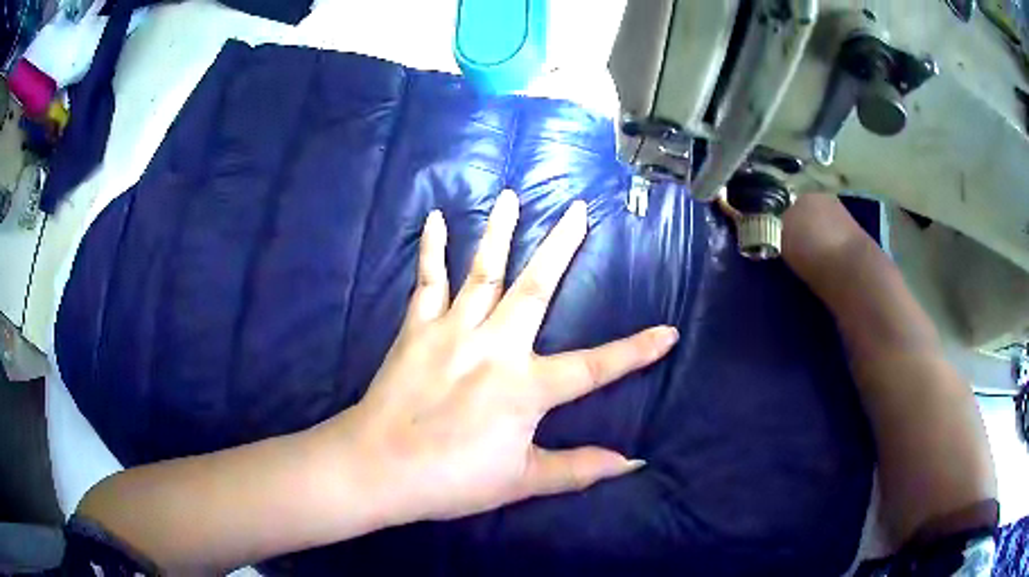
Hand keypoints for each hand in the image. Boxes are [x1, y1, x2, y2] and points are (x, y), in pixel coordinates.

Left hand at [330, 189, 677, 522]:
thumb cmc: (451, 479)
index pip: (595, 368)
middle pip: (537, 288)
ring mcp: (453, 330)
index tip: (668, 332)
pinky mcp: (417, 328)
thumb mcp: (522, 481)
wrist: (377, 468)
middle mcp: (495, 346)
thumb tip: (632, 463)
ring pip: (485, 271)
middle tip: (580, 209)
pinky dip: (432, 249)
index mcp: (525, 387)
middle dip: (563, 246)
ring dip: (501, 231)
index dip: (636, 352)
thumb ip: (578, 469)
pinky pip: (427, 281)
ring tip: (514, 195)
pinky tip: (437, 218)